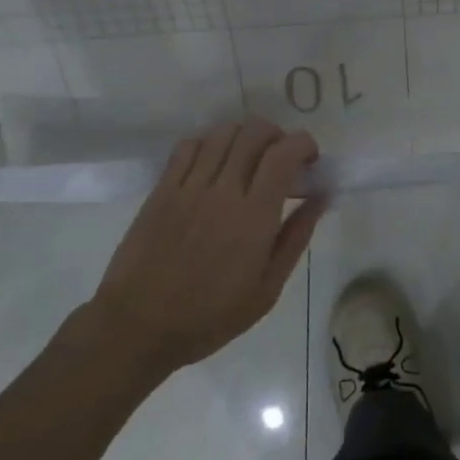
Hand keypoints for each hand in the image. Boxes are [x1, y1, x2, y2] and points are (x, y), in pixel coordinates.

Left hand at [83, 118, 329, 379]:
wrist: (137, 327)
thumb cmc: (210, 316)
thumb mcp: (267, 289)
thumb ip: (296, 237)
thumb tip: (322, 197)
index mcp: (254, 216)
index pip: (282, 153)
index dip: (303, 144)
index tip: (310, 159)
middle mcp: (222, 190)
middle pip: (253, 132)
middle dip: (277, 134)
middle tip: (282, 158)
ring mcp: (188, 187)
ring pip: (222, 133)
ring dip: (244, 136)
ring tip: (248, 159)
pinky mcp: (162, 190)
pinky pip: (188, 146)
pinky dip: (209, 143)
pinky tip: (213, 164)